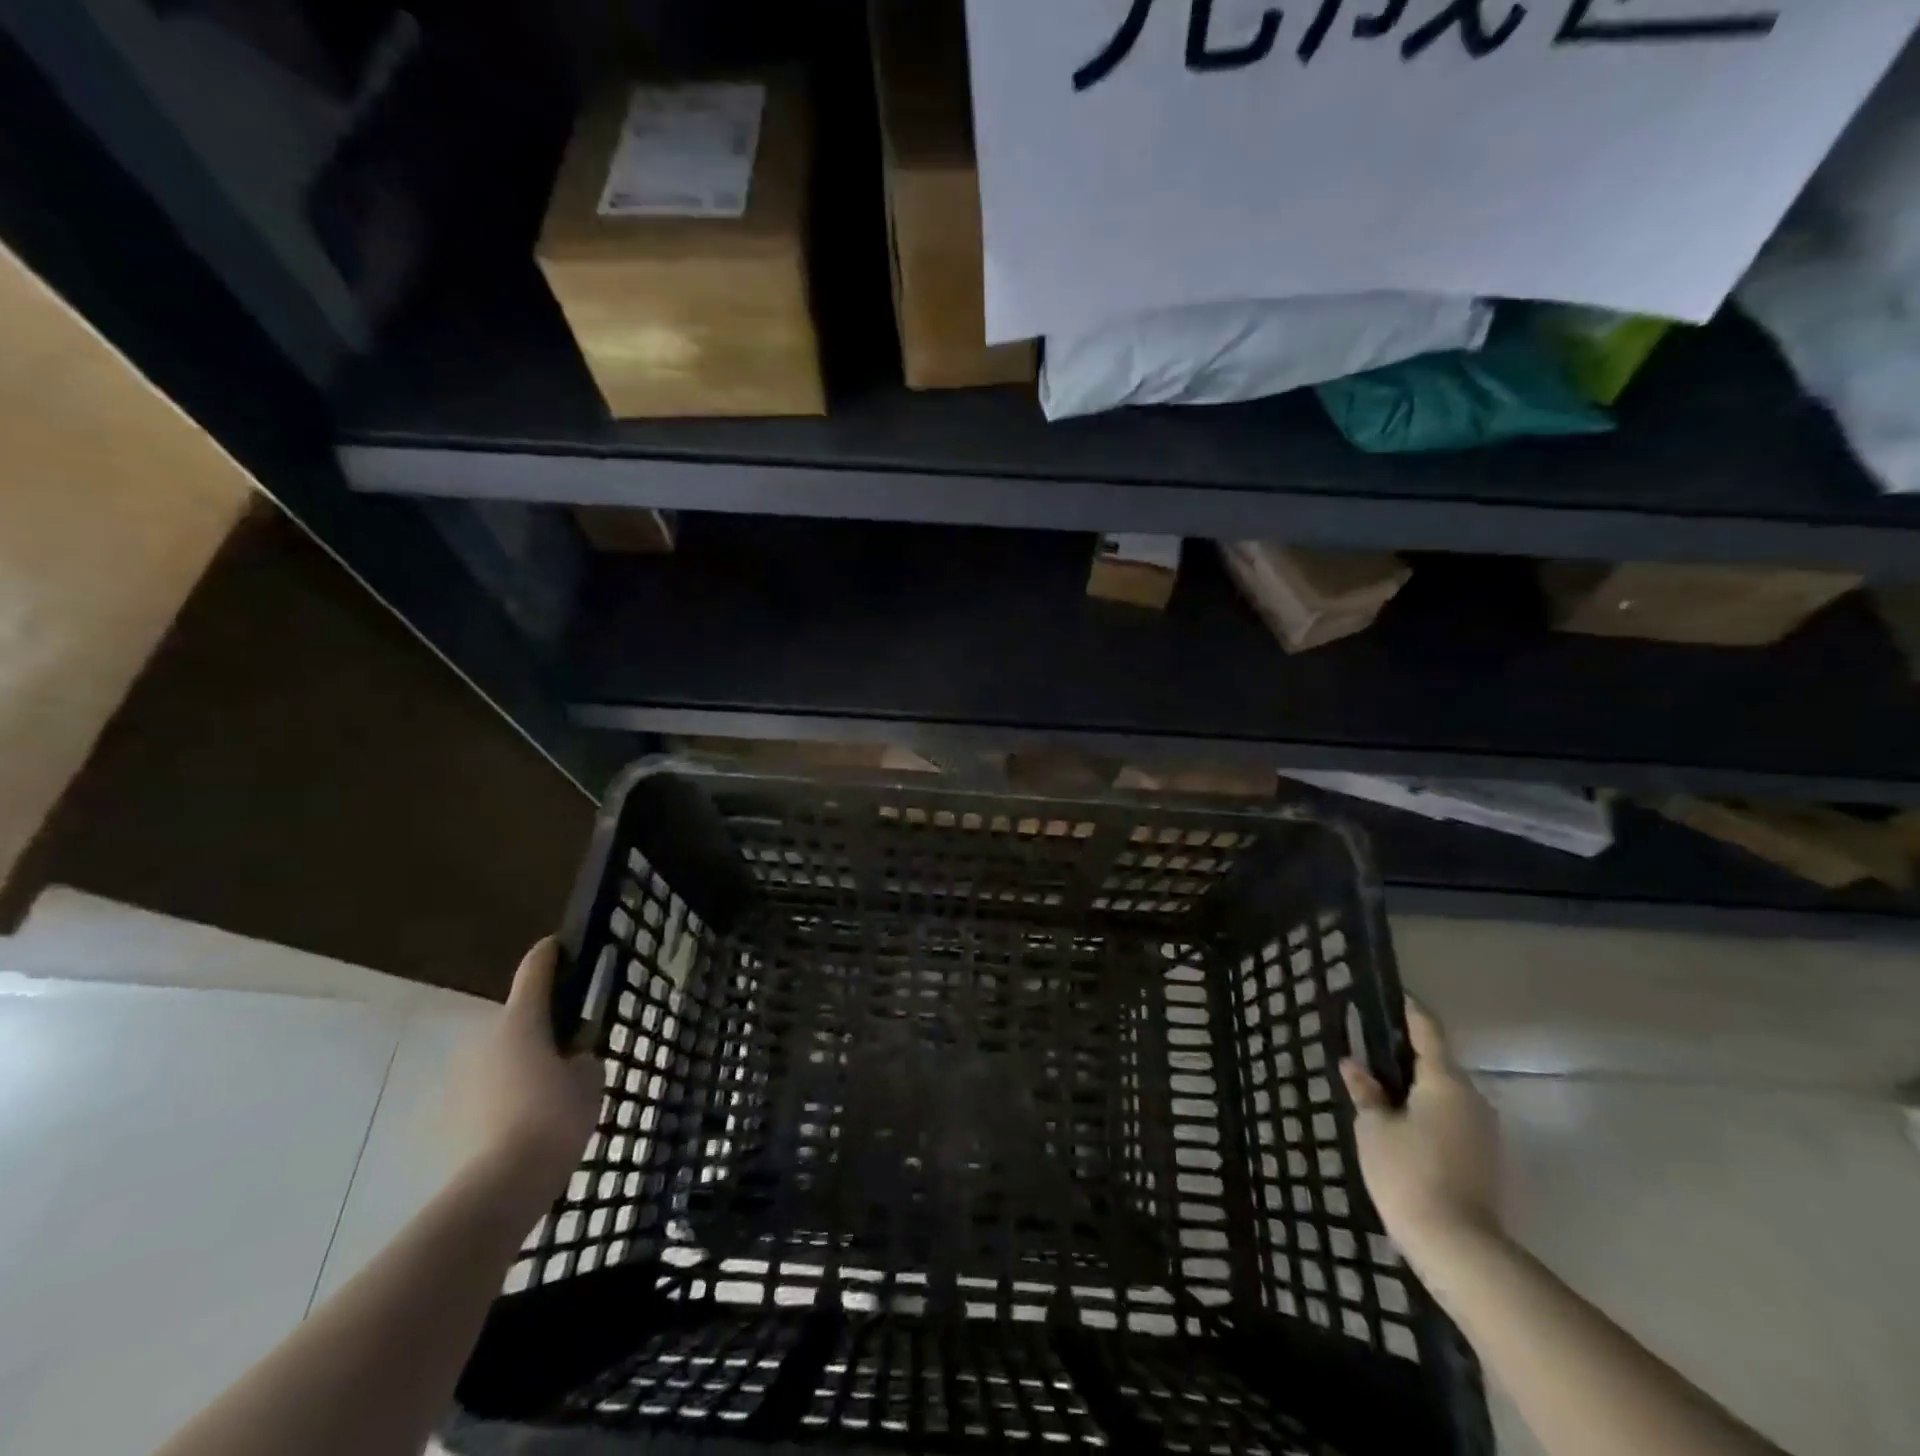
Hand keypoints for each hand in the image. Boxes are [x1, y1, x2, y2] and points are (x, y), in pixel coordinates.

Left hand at [458, 938, 603, 1193]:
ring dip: (520, 1066)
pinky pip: (485, 1094)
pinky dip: (503, 1099)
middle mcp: (484, 1040)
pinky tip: (524, 1125)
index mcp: (521, 1022)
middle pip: (517, 1021)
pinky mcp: (447, 1117)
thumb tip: (571, 1060)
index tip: (558, 945)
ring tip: (548, 1094)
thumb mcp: (589, 1080)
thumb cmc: (553, 1118)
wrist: (498, 1188)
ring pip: (499, 1060)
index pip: (534, 971)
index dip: (549, 954)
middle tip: (570, 1047)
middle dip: (541, 1028)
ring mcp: (460, 1079)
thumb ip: (583, 1059)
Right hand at [1341, 1000, 1500, 1269]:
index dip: (1408, 1010)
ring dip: (1415, 1087)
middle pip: (1437, 1063)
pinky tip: (1400, 1125)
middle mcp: (1472, 1098)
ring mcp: (1483, 1131)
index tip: (1391, 995)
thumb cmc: (1407, 1173)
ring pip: (1444, 1094)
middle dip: (1404, 1055)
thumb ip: (1366, 1092)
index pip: (1426, 1030)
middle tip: (1369, 1050)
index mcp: (1445, 1081)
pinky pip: (1451, 1118)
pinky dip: (1426, 1112)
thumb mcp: (1374, 1128)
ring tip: (1378, 1090)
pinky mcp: (1484, 1158)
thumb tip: (1354, 1066)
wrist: (1459, 1248)